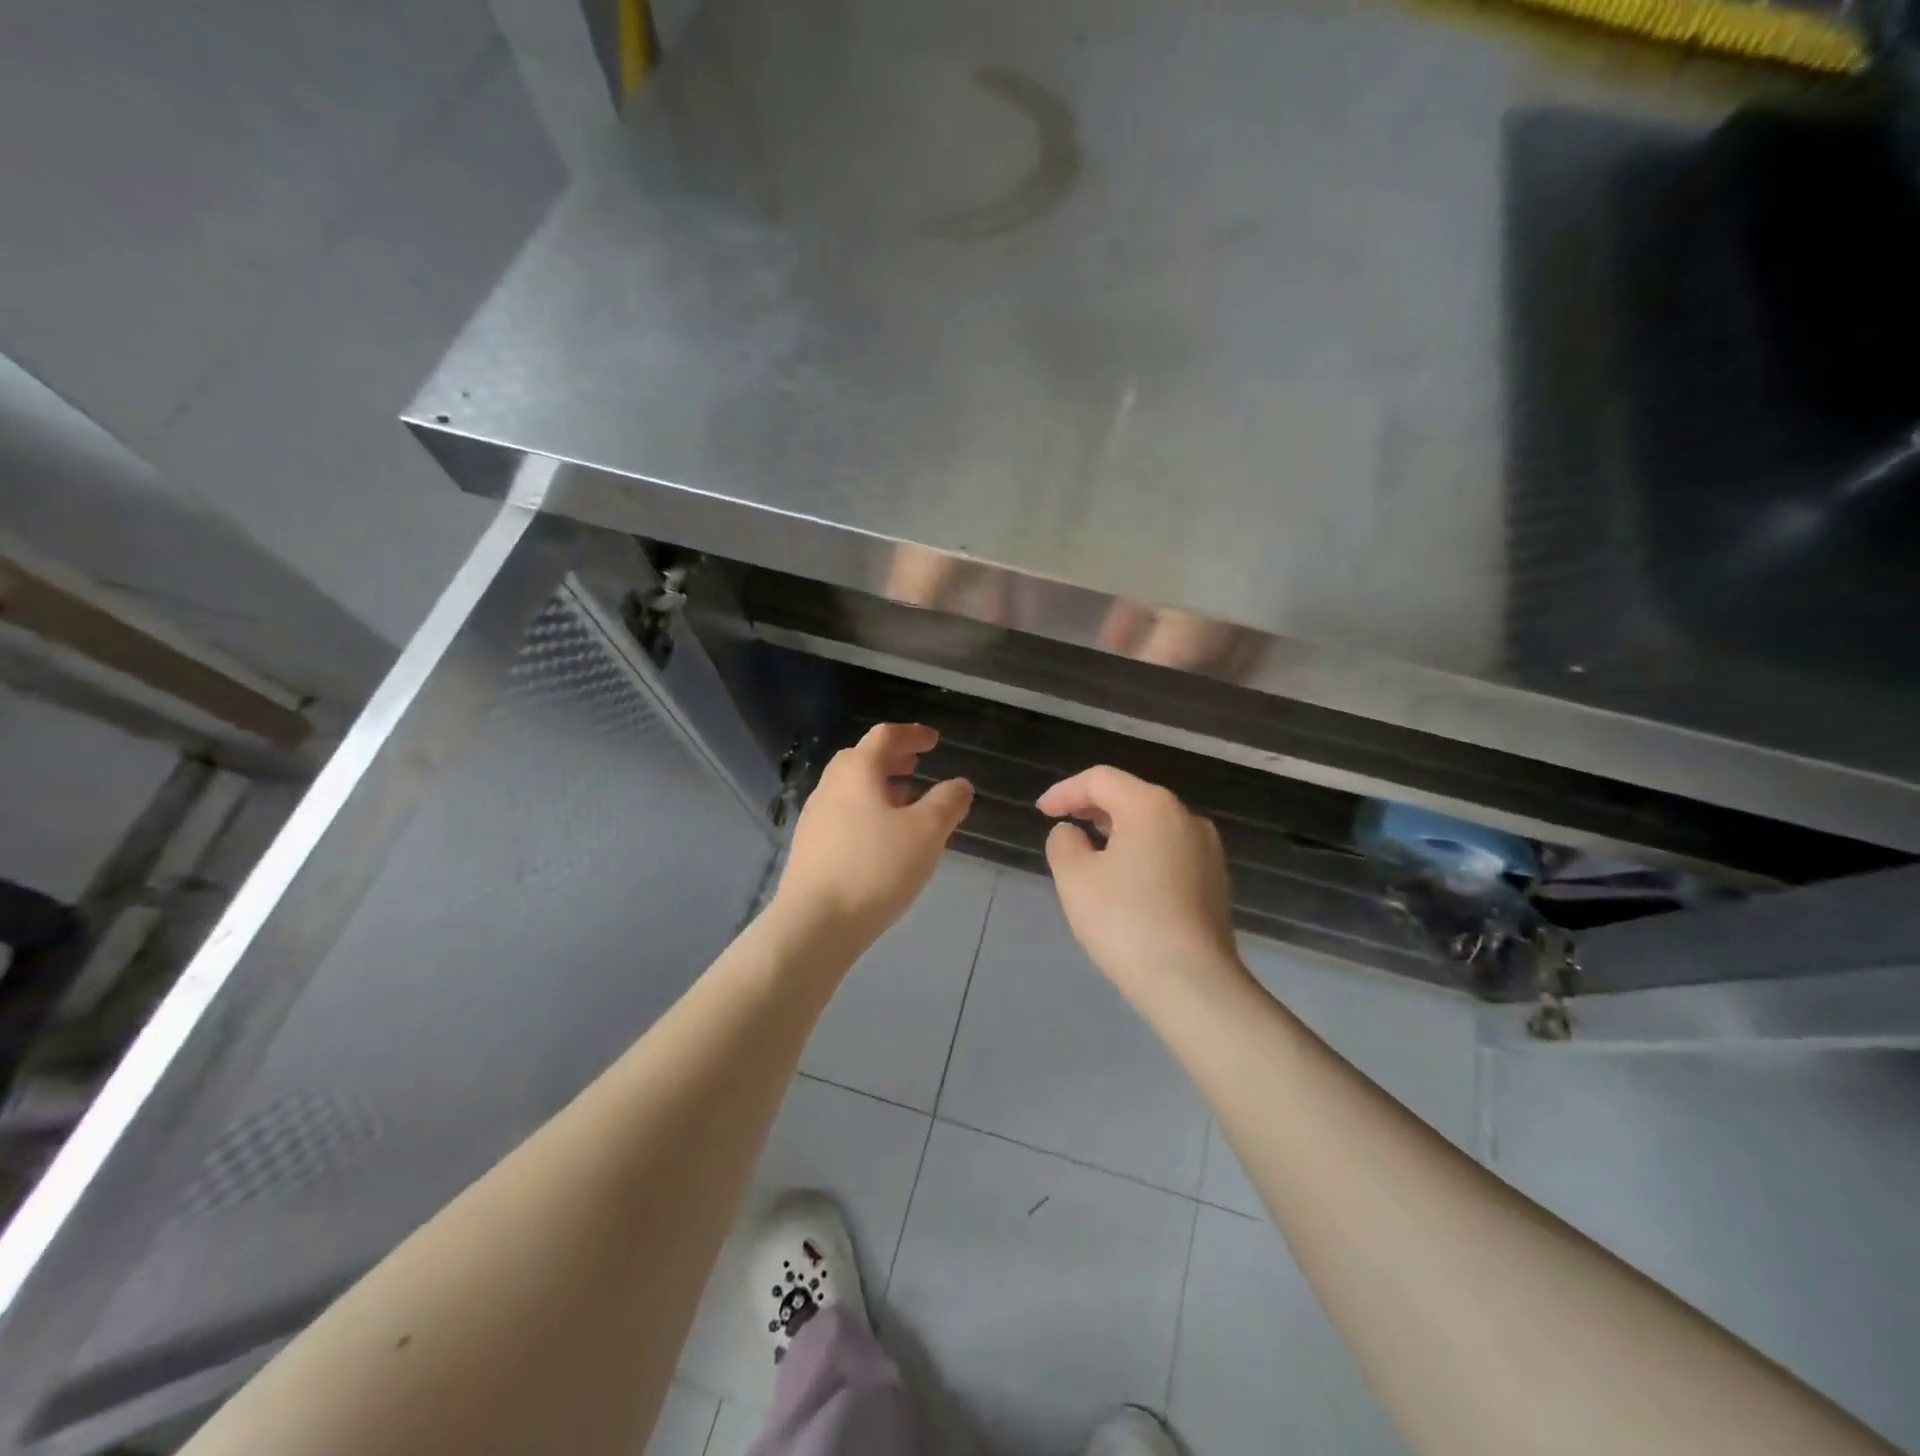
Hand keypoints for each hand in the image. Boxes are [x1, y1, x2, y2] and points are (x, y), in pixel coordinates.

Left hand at [774, 723, 973, 952]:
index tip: (934, 740)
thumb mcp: (926, 833)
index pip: (885, 736)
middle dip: (892, 758)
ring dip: (879, 786)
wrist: (814, 923)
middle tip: (916, 765)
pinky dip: (867, 810)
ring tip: (905, 801)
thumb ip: (947, 803)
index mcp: (857, 772)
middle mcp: (830, 786)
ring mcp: (815, 817)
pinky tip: (882, 838)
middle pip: (861, 759)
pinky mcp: (810, 847)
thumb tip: (960, 785)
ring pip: (851, 788)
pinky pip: (843, 814)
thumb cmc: (875, 868)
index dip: (912, 734)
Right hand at [1038, 766, 1241, 996]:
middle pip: (1131, 797)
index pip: (1100, 780)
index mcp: (1151, 806)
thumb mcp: (1075, 878)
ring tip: (1090, 850)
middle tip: (1063, 824)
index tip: (1041, 812)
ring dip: (1117, 830)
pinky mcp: (1215, 881)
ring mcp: (1207, 850)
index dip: (1065, 791)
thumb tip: (1073, 833)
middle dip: (1092, 807)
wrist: (1192, 983)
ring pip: (1153, 825)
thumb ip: (1064, 843)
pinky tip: (1125, 879)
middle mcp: (1186, 817)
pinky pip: (1169, 851)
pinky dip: (1141, 852)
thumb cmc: (1125, 921)